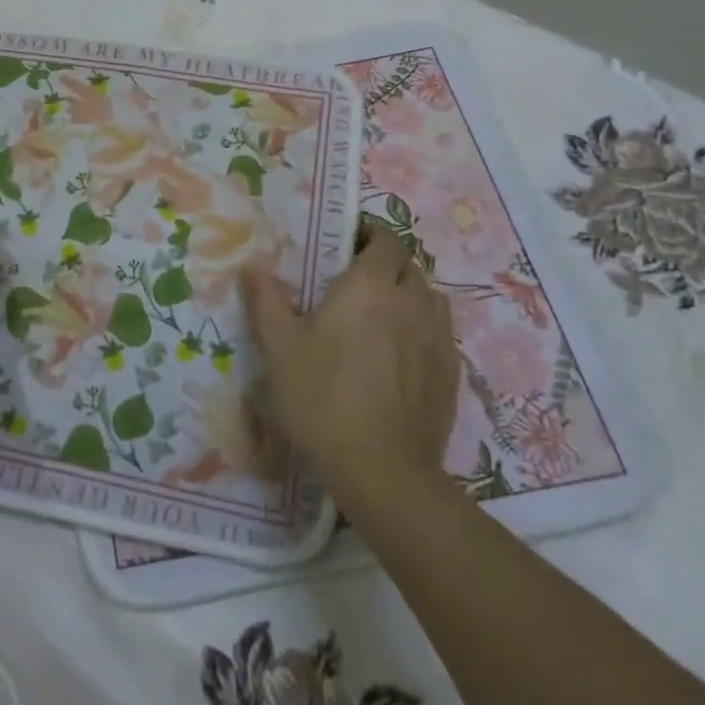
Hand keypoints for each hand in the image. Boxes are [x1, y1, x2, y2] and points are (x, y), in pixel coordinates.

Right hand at [241, 218, 460, 495]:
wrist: (381, 470)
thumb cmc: (322, 397)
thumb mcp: (280, 347)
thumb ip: (267, 301)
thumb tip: (252, 267)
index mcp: (370, 286)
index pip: (386, 240)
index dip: (371, 234)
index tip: (350, 242)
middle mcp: (411, 302)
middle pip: (410, 266)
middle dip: (388, 264)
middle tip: (358, 280)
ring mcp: (437, 338)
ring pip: (430, 298)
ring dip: (409, 294)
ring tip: (383, 313)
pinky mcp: (451, 373)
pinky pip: (440, 333)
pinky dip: (423, 329)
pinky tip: (402, 354)